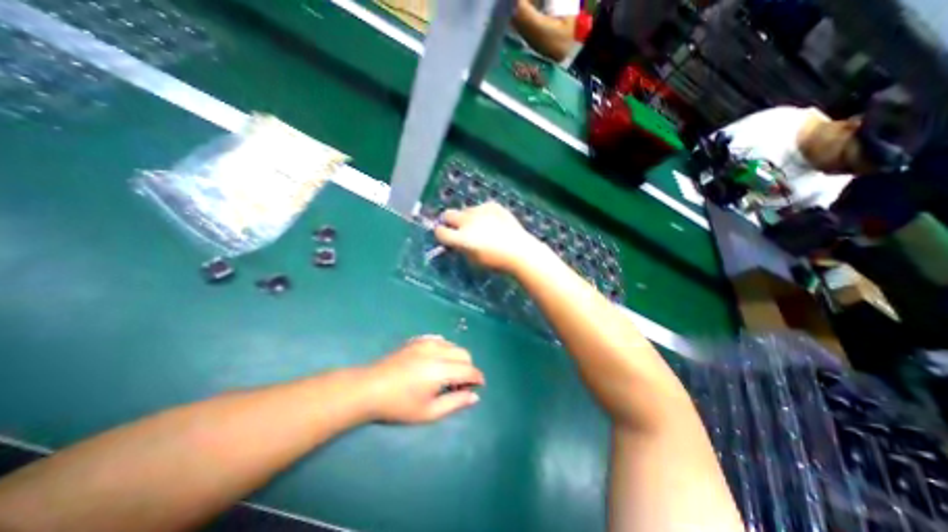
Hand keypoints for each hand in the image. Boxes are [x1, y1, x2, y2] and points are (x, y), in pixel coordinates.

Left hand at [361, 337, 484, 423]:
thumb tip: (474, 396)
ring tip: (447, 374)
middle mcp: (437, 351)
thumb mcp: (429, 412)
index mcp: (440, 369)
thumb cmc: (399, 405)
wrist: (370, 388)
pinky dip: (445, 350)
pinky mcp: (418, 340)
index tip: (478, 386)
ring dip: (457, 358)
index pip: (469, 370)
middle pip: (464, 354)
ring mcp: (427, 342)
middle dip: (468, 368)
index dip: (477, 378)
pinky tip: (436, 362)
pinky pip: (440, 340)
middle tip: (459, 384)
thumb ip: (455, 403)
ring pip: (453, 345)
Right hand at [435, 202, 539, 272]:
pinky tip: (493, 222)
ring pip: (466, 210)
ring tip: (481, 227)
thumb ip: (461, 248)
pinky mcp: (492, 205)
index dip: (440, 234)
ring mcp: (481, 211)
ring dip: (467, 218)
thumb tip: (456, 242)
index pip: (440, 232)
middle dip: (449, 221)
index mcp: (461, 238)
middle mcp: (468, 222)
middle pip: (448, 214)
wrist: (520, 251)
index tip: (444, 236)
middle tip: (456, 228)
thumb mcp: (474, 260)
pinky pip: (481, 207)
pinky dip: (482, 214)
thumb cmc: (496, 261)